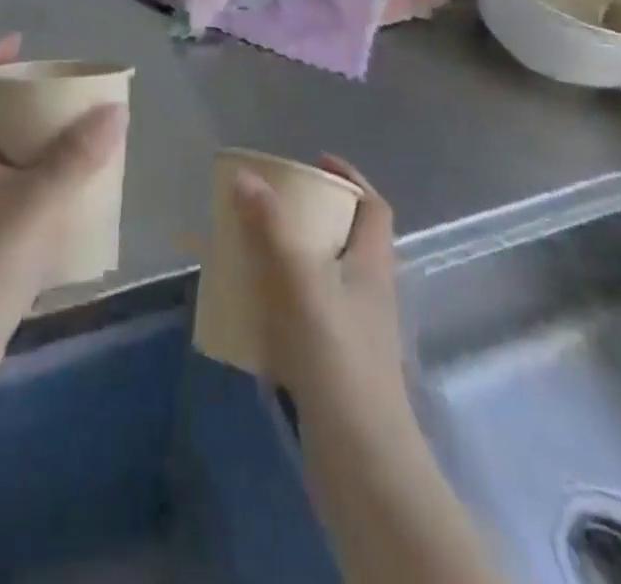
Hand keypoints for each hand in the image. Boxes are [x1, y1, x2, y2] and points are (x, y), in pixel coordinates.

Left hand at [0, 35, 127, 406]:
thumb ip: (79, 155)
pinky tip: (65, 195)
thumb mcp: (40, 198)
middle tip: (59, 95)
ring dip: (31, 141)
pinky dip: (35, 179)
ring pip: (0, 157)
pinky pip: (11, 190)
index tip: (23, 45)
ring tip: (71, 139)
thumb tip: (115, 110)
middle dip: (21, 100)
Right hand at [231, 154, 406, 411]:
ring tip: (252, 247)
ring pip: (323, 275)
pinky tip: (252, 305)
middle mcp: (369, 292)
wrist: (359, 457)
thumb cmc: (336, 356)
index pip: (374, 207)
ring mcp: (354, 330)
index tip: (313, 162)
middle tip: (269, 203)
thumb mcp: (299, 280)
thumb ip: (270, 227)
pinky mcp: (335, 361)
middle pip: (346, 237)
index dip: (350, 178)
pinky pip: (307, 310)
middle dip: (309, 214)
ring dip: (290, 255)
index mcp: (373, 265)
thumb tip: (246, 176)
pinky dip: (281, 297)